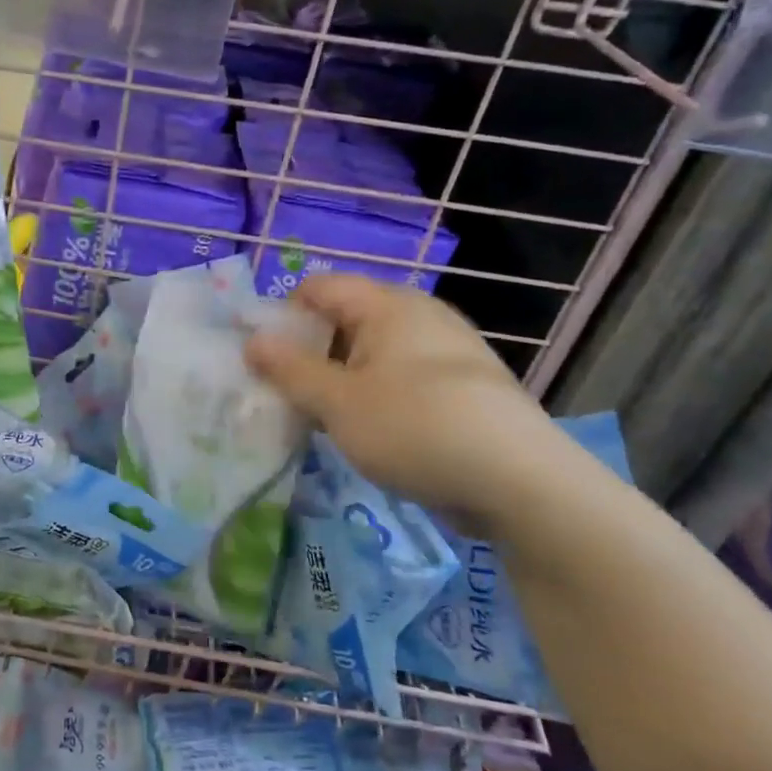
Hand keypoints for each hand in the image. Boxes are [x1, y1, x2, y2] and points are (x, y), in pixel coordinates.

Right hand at [244, 274, 557, 524]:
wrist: (519, 483)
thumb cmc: (414, 428)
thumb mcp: (338, 402)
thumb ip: (289, 369)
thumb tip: (252, 341)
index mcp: (388, 306)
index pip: (319, 288)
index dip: (281, 314)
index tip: (261, 357)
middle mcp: (419, 317)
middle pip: (345, 320)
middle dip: (307, 352)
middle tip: (282, 392)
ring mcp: (444, 353)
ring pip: (371, 354)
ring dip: (337, 380)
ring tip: (317, 418)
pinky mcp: (460, 388)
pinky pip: (399, 379)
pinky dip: (371, 396)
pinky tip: (363, 433)